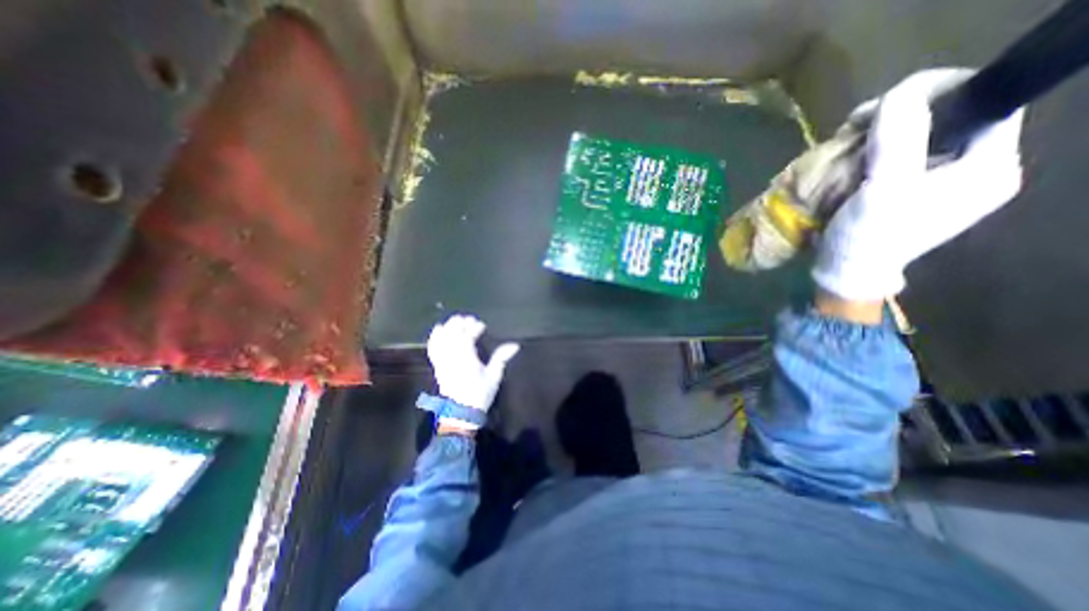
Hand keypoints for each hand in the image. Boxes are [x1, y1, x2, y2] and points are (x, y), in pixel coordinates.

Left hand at [426, 316, 516, 410]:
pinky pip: (432, 347)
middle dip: (460, 323)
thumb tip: (515, 345)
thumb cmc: (480, 394)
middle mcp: (452, 356)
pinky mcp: (437, 366)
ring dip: (448, 327)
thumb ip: (501, 358)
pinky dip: (435, 337)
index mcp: (467, 358)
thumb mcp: (494, 376)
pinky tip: (439, 330)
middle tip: (469, 320)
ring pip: (441, 338)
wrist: (461, 412)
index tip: (482, 326)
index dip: (474, 327)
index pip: (468, 336)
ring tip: (456, 322)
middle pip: (452, 333)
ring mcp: (442, 361)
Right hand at [813, 68, 1025, 299]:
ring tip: (846, 143)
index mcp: (989, 167)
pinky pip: (898, 157)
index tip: (887, 102)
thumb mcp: (885, 189)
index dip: (940, 92)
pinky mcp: (911, 193)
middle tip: (856, 126)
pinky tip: (849, 159)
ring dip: (879, 135)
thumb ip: (899, 139)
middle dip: (900, 116)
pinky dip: (872, 152)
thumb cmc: (869, 237)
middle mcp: (974, 171)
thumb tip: (901, 92)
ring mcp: (940, 183)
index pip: (986, 103)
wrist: (845, 273)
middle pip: (948, 119)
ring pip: (918, 138)